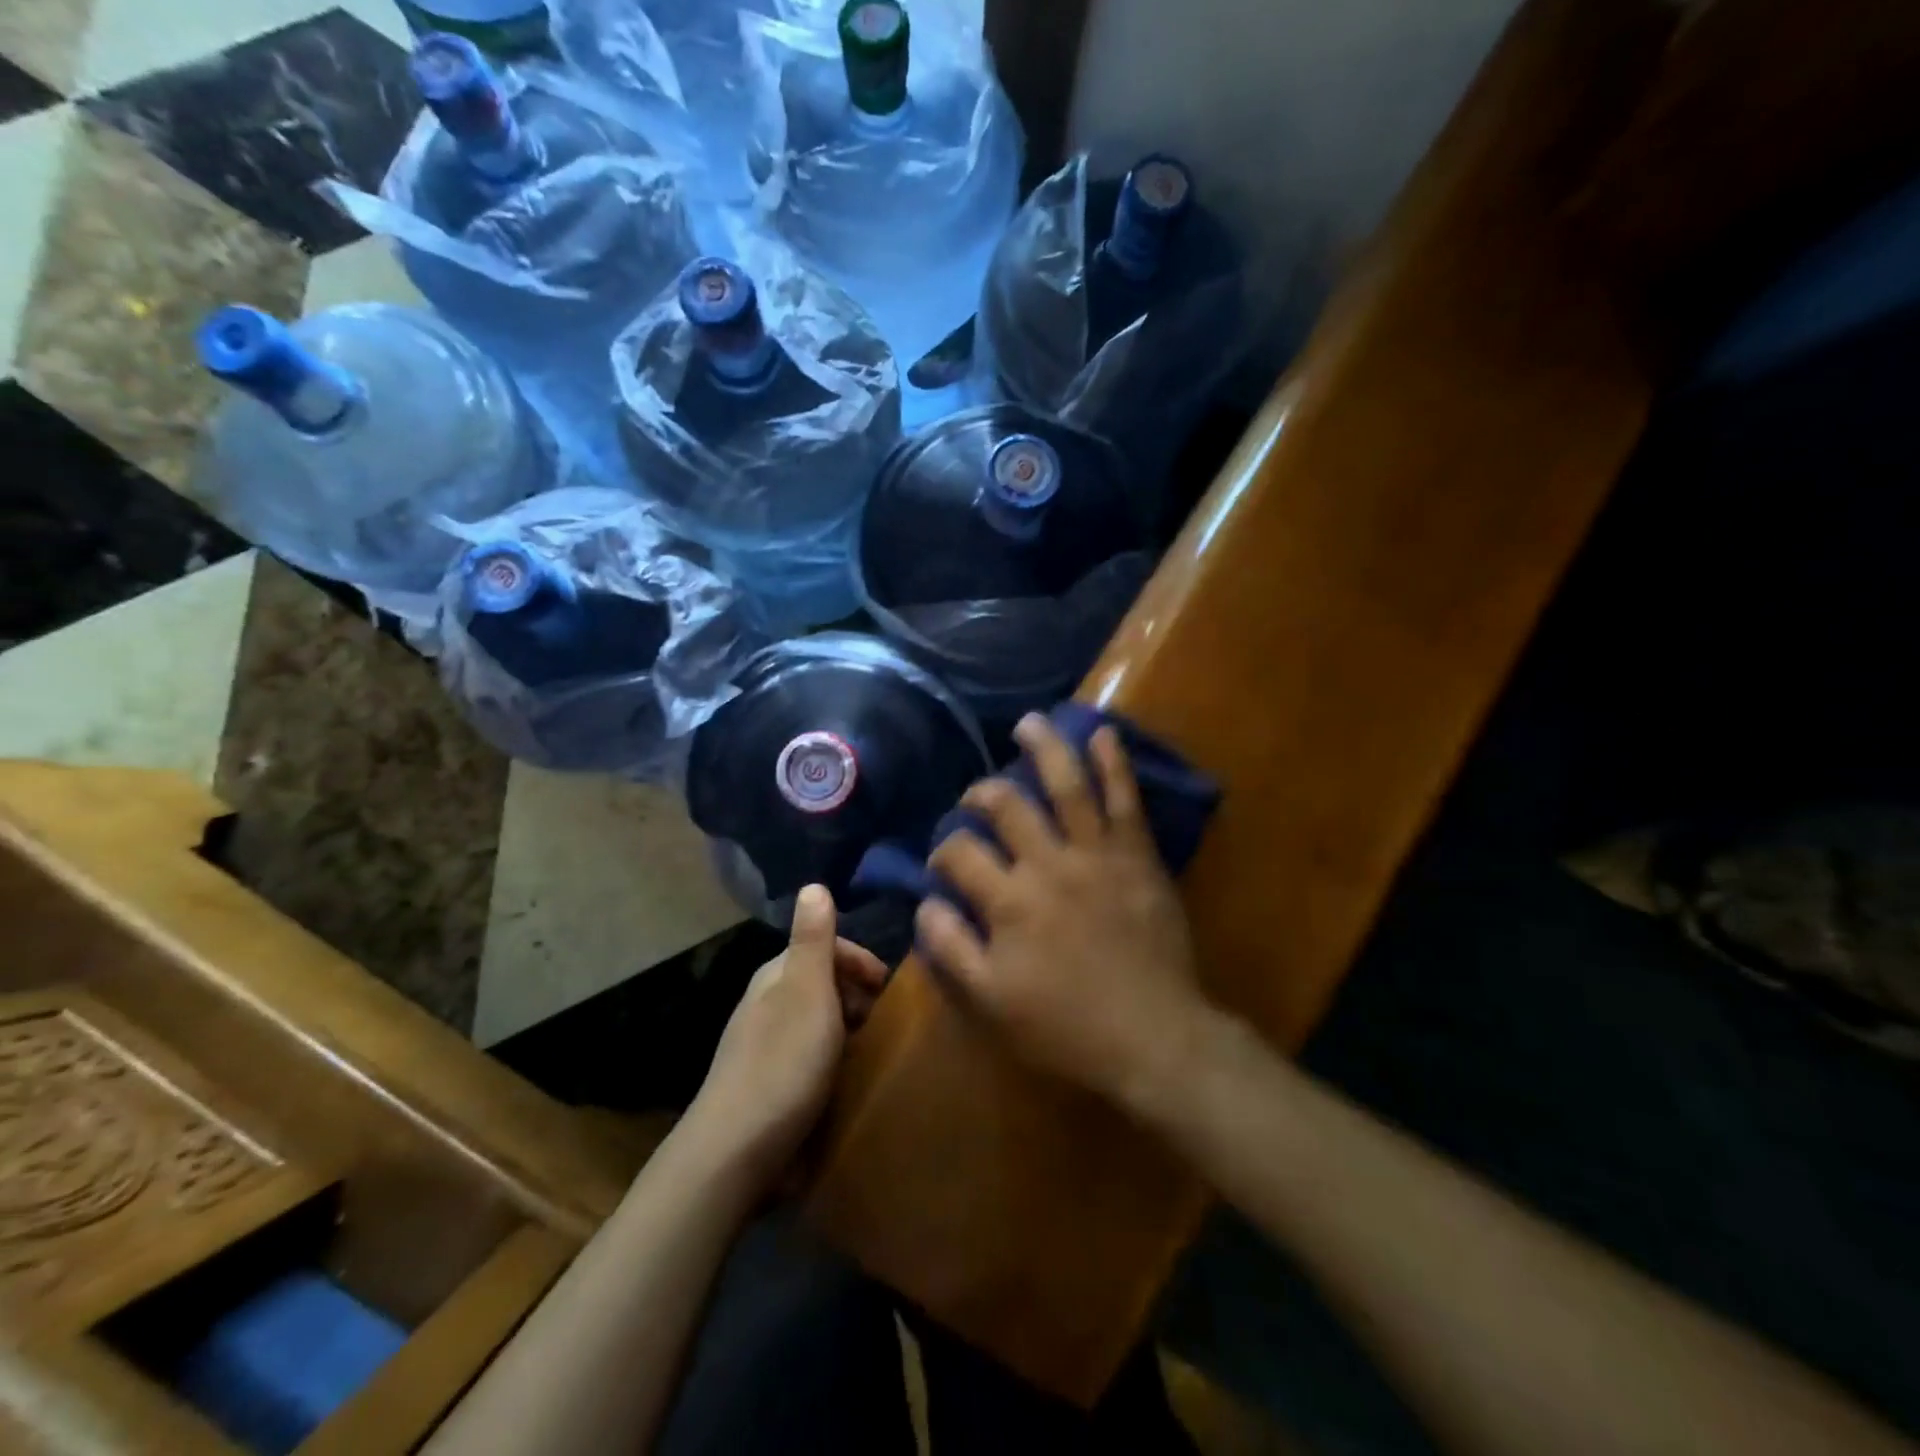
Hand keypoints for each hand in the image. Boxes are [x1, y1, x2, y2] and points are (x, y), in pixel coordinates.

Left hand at [686, 886, 889, 1194]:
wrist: (735, 1154)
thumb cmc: (783, 1063)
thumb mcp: (808, 991)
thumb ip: (814, 939)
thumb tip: (813, 884)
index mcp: (776, 976)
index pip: (825, 946)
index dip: (862, 961)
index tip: (892, 988)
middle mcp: (768, 1004)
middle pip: (825, 984)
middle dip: (860, 996)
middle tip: (890, 1023)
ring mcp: (766, 1047)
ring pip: (821, 1023)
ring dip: (851, 1031)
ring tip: (878, 1052)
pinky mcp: (770, 1087)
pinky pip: (814, 1059)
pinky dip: (837, 1062)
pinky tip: (850, 1082)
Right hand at [915, 715, 1207, 1113]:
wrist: (1154, 1036)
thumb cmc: (1066, 1026)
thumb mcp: (990, 1001)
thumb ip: (951, 948)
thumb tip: (925, 901)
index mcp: (1008, 900)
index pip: (960, 852)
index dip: (943, 850)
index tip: (945, 863)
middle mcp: (1048, 863)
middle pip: (1005, 806)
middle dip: (983, 794)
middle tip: (977, 796)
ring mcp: (1096, 854)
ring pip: (1065, 785)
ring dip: (1045, 748)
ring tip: (1028, 723)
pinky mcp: (1136, 855)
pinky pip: (1125, 799)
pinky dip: (1114, 763)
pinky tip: (1102, 733)